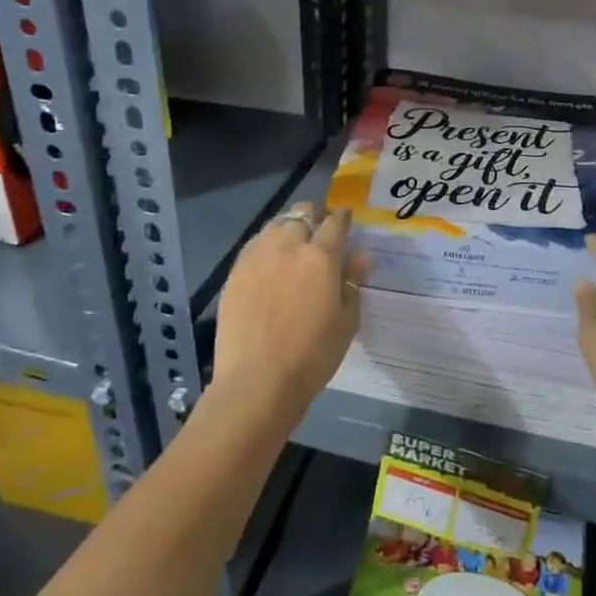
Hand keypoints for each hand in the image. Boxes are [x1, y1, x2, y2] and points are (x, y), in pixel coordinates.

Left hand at [214, 202, 369, 418]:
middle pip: (302, 213)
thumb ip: (353, 282)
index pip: (335, 222)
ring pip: (276, 224)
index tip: (346, 220)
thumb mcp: (346, 321)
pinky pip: (254, 244)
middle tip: (320, 232)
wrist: (257, 381)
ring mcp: (257, 257)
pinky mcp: (235, 272)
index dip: (343, 218)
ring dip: (289, 227)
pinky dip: (266, 244)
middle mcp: (288, 246)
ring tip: (293, 243)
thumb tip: (360, 256)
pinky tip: (270, 261)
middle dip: (314, 217)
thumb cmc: (313, 354)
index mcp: (321, 256)